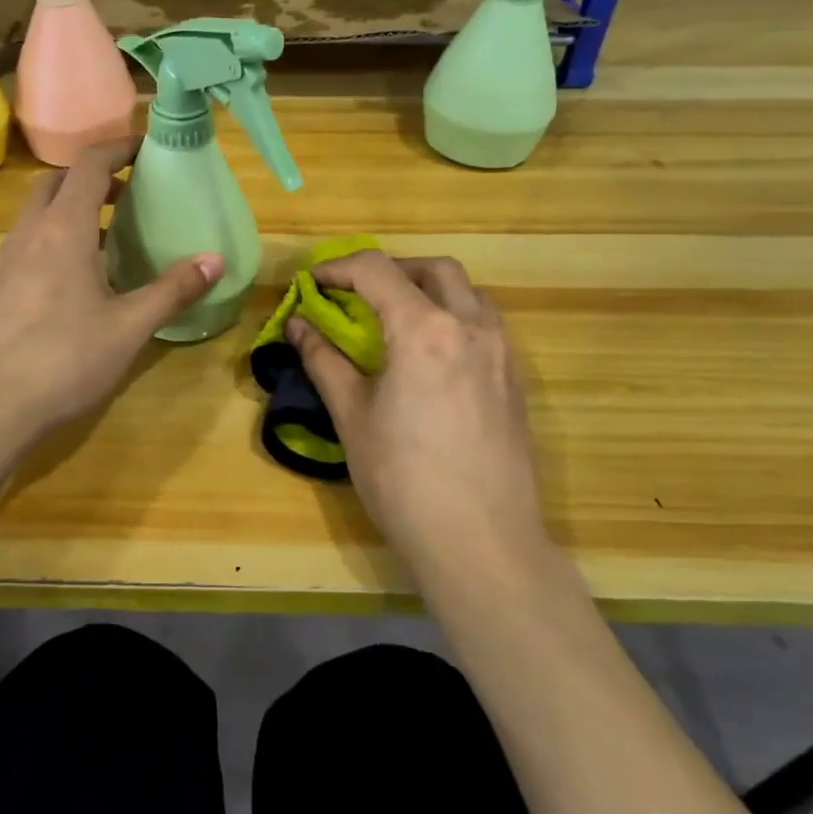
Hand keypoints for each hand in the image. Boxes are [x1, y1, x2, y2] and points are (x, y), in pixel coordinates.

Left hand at [0, 138, 224, 442]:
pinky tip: (80, 278)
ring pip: (40, 213)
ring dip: (73, 208)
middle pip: (58, 182)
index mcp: (63, 228)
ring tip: (111, 234)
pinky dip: (57, 238)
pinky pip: (31, 243)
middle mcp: (31, 233)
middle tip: (130, 192)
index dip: (117, 148)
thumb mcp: (129, 326)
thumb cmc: (64, 358)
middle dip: (93, 177)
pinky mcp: (0, 288)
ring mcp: (9, 261)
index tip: (146, 148)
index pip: (88, 165)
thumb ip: (172, 290)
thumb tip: (215, 260)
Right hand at [287, 252, 553, 584]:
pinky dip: (453, 317)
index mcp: (424, 330)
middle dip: (391, 270)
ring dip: (428, 290)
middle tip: (359, 295)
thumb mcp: (353, 417)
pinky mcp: (515, 381)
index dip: (338, 268)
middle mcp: (470, 327)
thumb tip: (298, 326)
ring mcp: (501, 353)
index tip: (312, 283)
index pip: (377, 271)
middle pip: (433, 269)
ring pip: (468, 292)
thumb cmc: (404, 480)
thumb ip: (325, 361)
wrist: (483, 545)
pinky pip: (485, 324)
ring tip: (396, 321)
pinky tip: (430, 357)